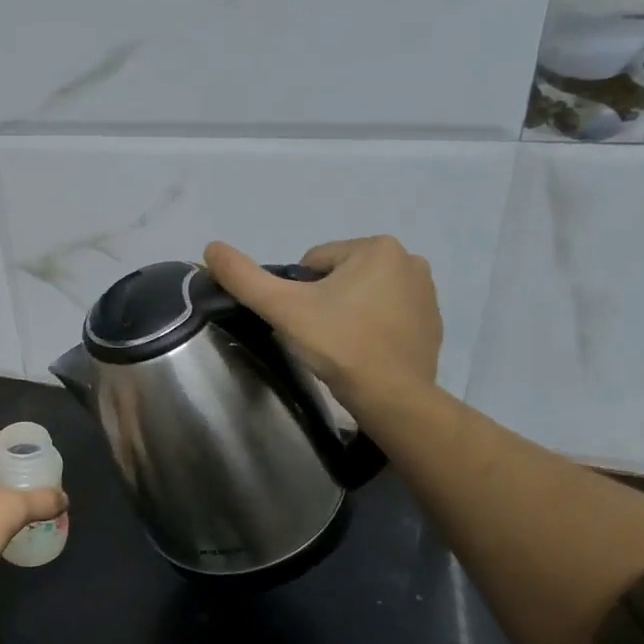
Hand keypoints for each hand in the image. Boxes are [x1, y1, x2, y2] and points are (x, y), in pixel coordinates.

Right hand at [203, 236, 442, 414]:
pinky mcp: (433, 322)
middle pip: (339, 277)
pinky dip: (371, 328)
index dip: (297, 294)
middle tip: (319, 336)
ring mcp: (427, 292)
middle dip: (324, 302)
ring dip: (347, 314)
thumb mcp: (282, 308)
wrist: (392, 396)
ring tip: (341, 346)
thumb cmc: (338, 344)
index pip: (313, 263)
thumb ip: (244, 276)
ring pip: (363, 295)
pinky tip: (364, 353)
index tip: (303, 322)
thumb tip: (210, 247)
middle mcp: (409, 259)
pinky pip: (387, 315)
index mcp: (377, 247)